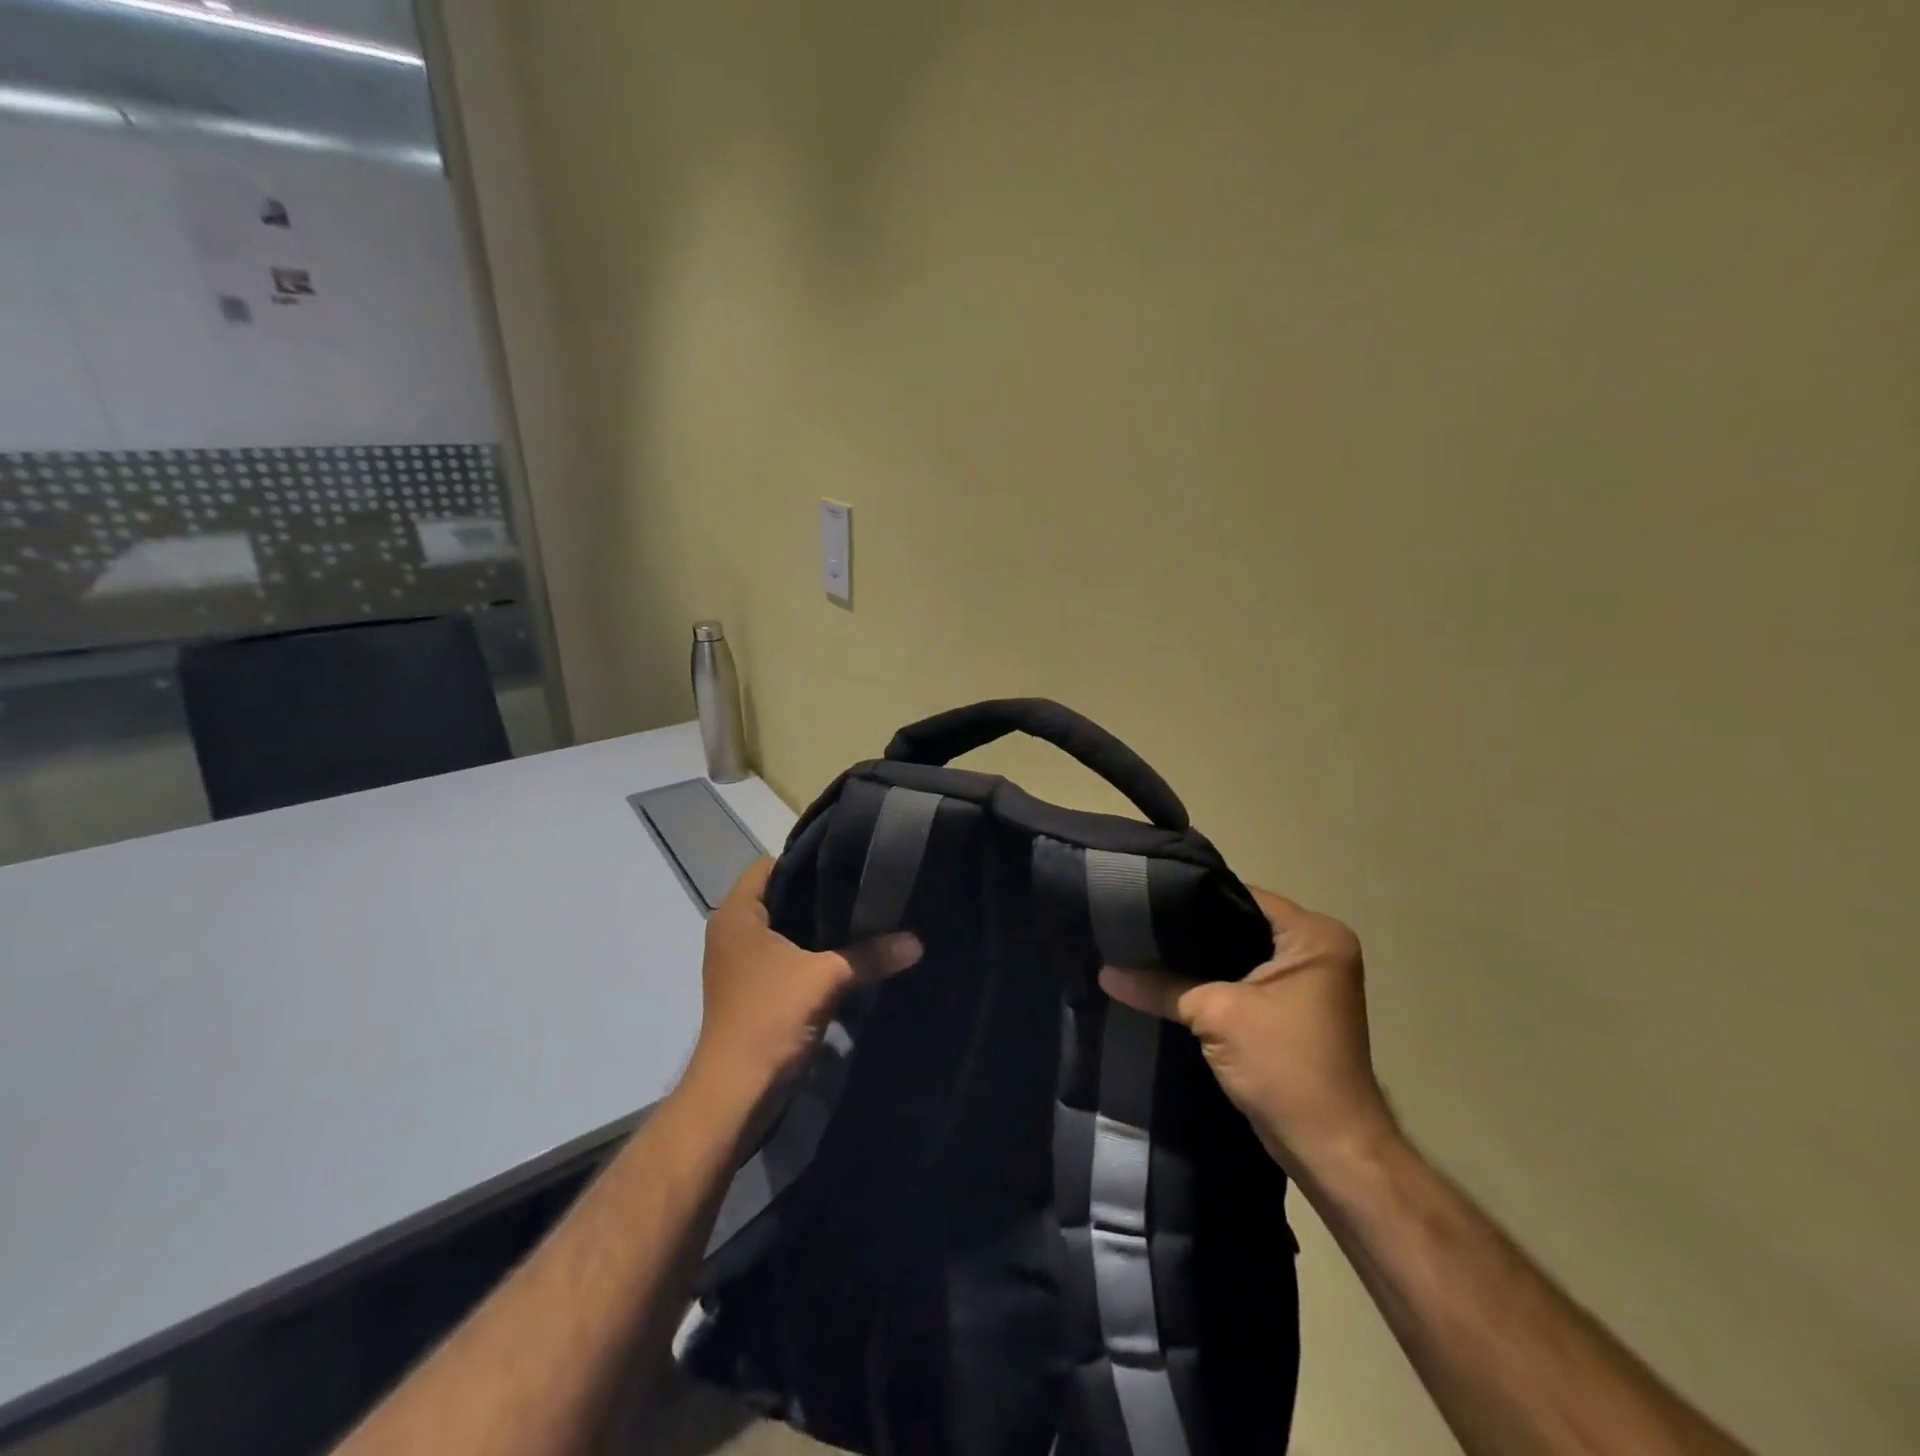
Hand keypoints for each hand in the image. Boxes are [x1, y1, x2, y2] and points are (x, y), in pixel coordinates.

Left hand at [683, 858, 921, 1113]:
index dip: (806, 858)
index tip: (847, 859)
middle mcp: (732, 933)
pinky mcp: (752, 991)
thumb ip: (870, 955)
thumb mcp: (826, 979)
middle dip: (819, 893)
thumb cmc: (768, 1018)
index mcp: (737, 915)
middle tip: (864, 886)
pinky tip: (847, 955)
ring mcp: (740, 964)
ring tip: (863, 916)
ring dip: (817, 928)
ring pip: (784, 930)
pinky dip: (811, 954)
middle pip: (779, 896)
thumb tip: (917, 942)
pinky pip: (785, 957)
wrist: (735, 1094)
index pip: (769, 864)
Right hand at [1100, 888, 1396, 1180]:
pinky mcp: (1292, 1010)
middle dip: (1190, 929)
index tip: (1144, 898)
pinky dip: (1212, 982)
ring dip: (1199, 959)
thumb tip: (1105, 971)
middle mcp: (1317, 949)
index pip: (1241, 896)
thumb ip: (1160, 986)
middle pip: (1238, 923)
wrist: (1331, 1151)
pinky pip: (1243, 980)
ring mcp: (1307, 982)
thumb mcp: (1215, 1015)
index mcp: (1314, 935)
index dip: (1192, 896)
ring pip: (1238, 954)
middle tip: (1137, 924)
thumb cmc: (1285, 1066)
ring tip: (1145, 948)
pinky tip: (1169, 981)